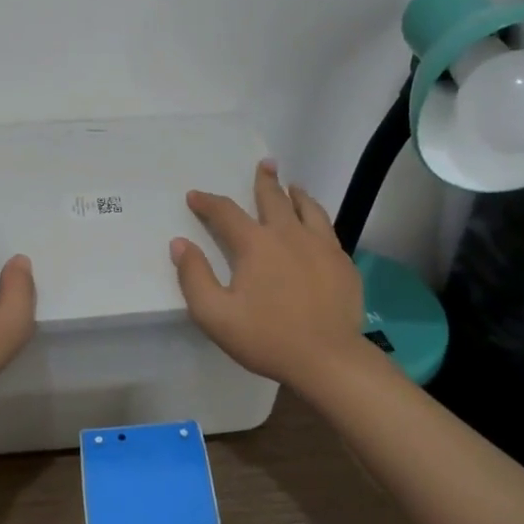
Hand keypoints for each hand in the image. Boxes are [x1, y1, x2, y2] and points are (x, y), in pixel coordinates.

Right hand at [170, 160, 367, 391]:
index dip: (208, 202)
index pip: (226, 213)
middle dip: (265, 180)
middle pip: (274, 198)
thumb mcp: (215, 315)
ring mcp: (321, 246)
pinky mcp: (343, 263)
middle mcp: (289, 234)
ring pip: (308, 208)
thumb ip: (194, 277)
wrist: (328, 359)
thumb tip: (180, 244)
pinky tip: (317, 227)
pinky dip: (317, 218)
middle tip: (265, 164)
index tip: (195, 196)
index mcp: (256, 244)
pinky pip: (328, 230)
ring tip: (293, 187)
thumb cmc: (267, 338)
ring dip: (297, 195)